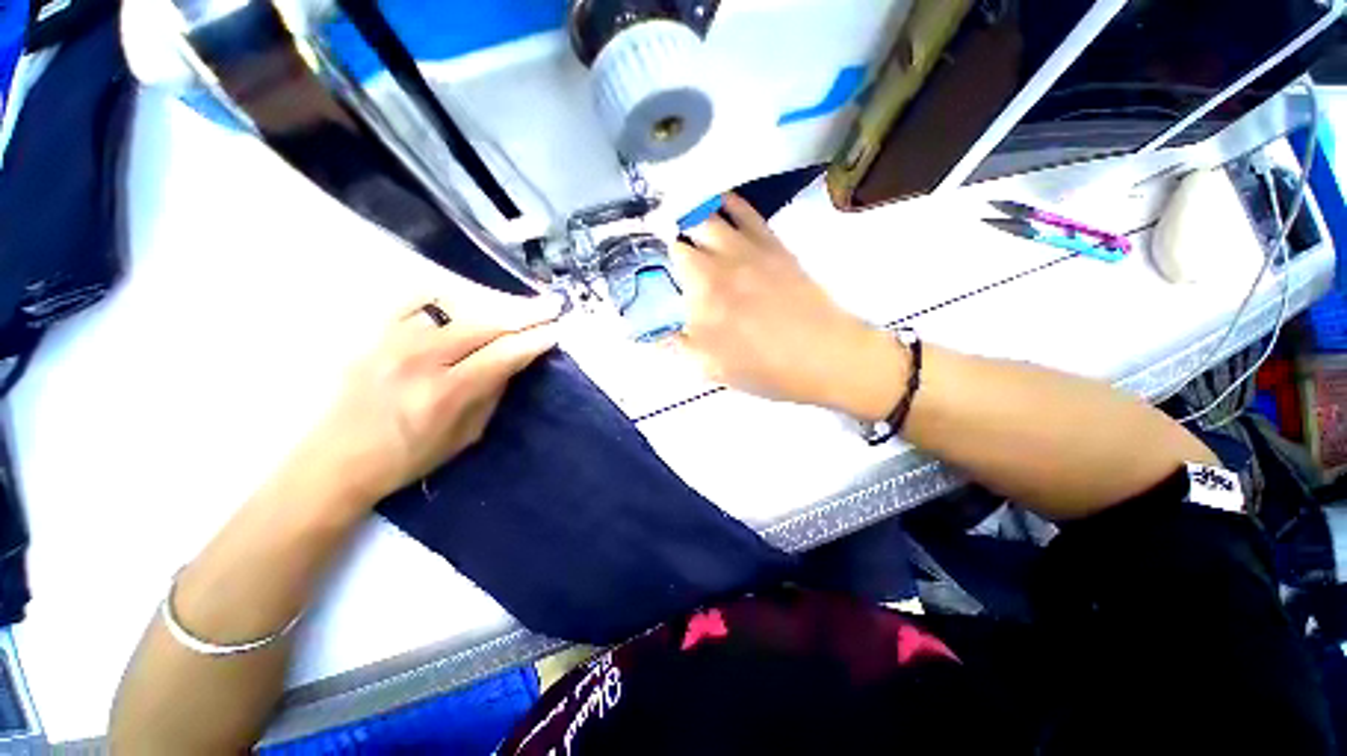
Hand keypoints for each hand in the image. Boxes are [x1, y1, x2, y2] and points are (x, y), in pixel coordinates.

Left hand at [286, 293, 560, 510]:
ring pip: (455, 305)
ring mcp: (393, 340)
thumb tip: (515, 360)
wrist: (337, 459)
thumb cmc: (407, 457)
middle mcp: (419, 360)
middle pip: (483, 323)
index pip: (502, 355)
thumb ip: (492, 393)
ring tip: (520, 301)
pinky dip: (449, 292)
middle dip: (525, 313)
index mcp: (445, 394)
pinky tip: (470, 294)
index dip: (533, 341)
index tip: (555, 331)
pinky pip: (417, 298)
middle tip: (552, 305)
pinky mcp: (375, 332)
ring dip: (495, 301)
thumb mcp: (464, 436)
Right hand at [671, 194, 908, 421]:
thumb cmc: (765, 367)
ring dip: (691, 212)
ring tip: (681, 214)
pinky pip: (747, 212)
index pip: (669, 259)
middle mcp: (720, 261)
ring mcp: (749, 248)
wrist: (825, 356)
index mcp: (702, 290)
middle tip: (665, 241)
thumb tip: (652, 334)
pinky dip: (729, 202)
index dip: (657, 257)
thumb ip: (677, 346)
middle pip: (685, 231)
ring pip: (711, 214)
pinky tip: (720, 201)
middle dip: (671, 233)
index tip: (652, 263)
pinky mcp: (773, 244)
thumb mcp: (711, 368)